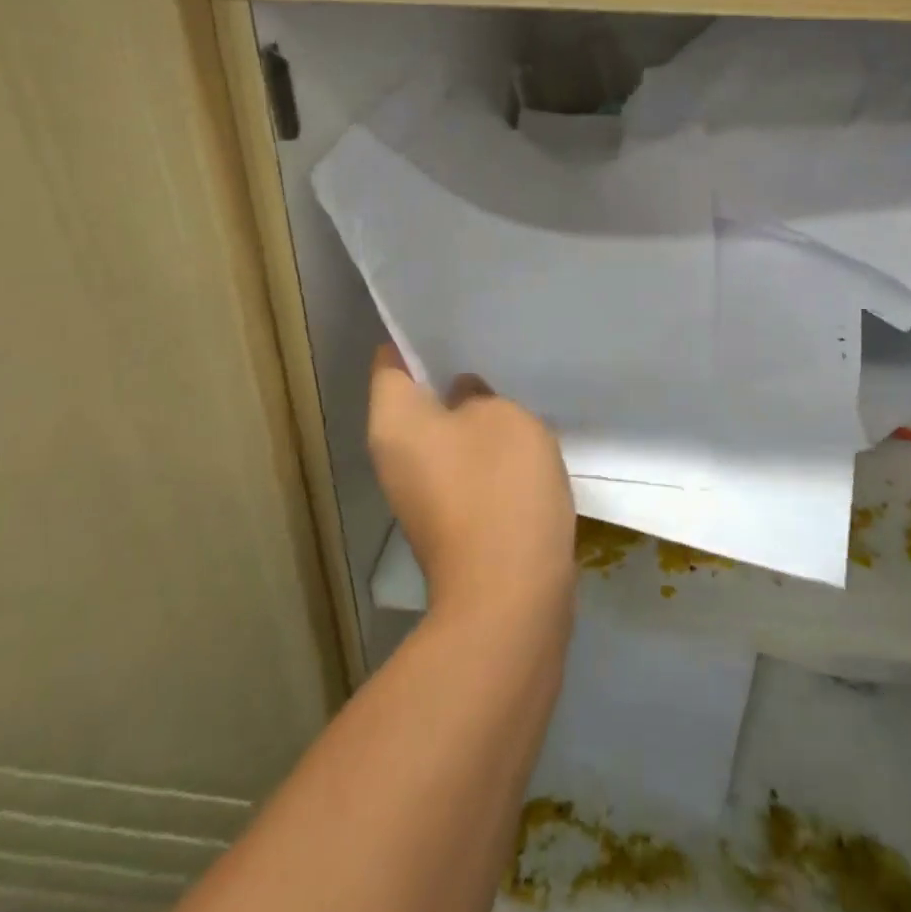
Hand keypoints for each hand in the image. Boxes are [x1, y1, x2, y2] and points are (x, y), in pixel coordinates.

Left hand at [366, 347, 574, 623]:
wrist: (510, 593)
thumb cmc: (499, 486)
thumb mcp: (501, 416)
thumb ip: (479, 394)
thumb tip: (464, 397)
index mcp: (394, 421)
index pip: (390, 359)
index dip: (418, 335)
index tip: (453, 318)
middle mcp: (394, 455)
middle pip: (415, 397)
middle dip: (449, 372)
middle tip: (489, 345)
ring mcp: (420, 491)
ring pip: (442, 433)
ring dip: (472, 413)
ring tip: (509, 383)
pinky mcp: (449, 518)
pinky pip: (462, 466)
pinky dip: (484, 449)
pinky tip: (520, 434)